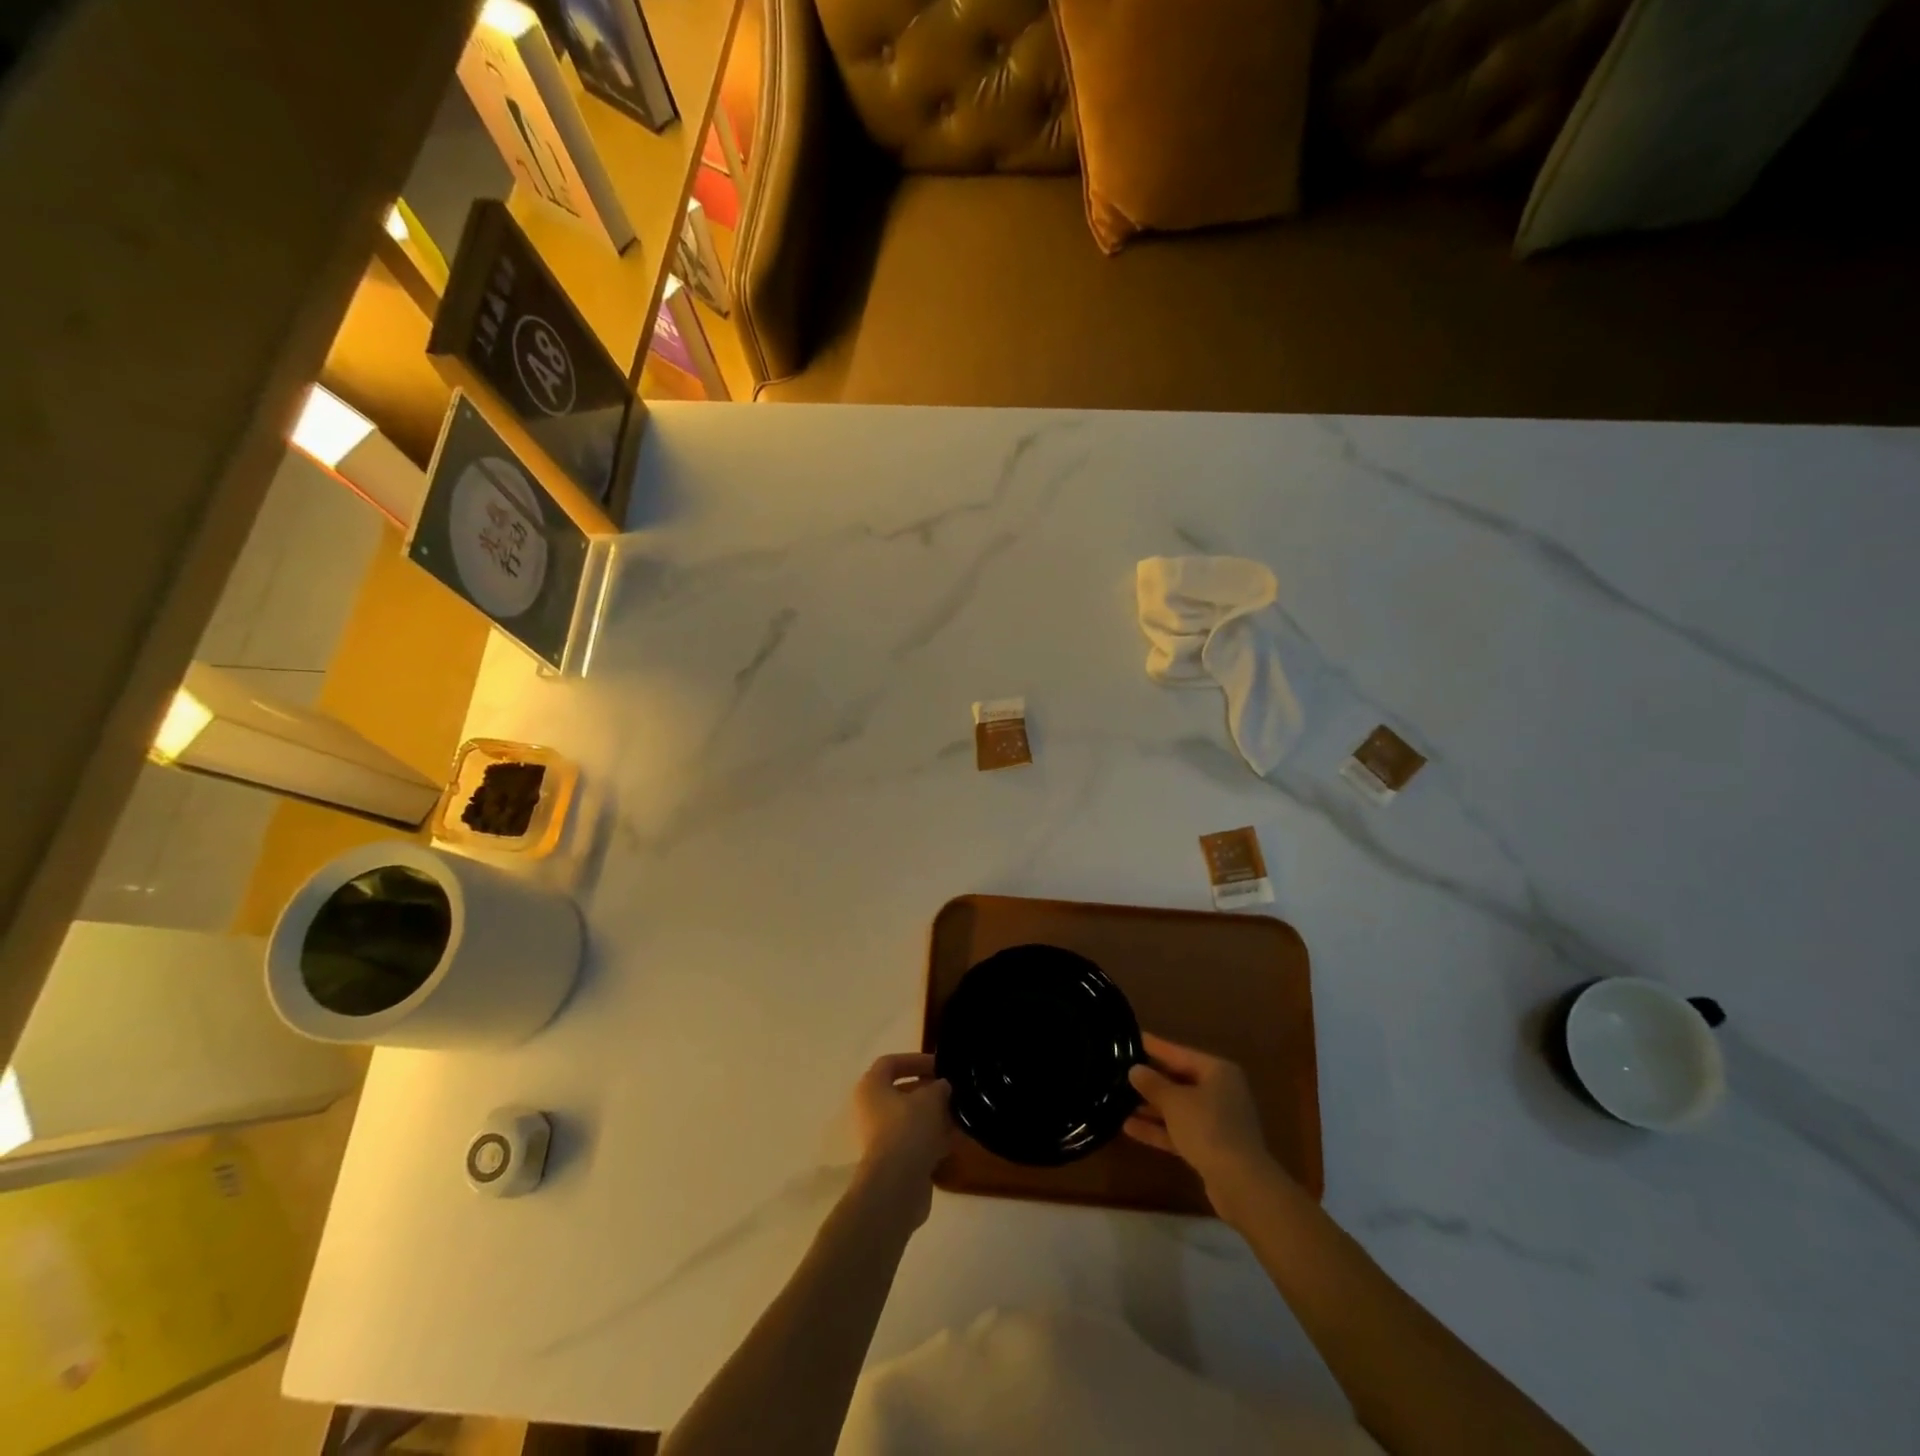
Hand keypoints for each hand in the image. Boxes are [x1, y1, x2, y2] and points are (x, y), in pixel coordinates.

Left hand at [851, 1053, 951, 1223]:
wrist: (897, 1186)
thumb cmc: (908, 1129)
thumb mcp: (931, 1098)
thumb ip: (939, 1087)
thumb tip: (942, 1086)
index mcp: (871, 1087)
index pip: (891, 1063)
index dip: (916, 1060)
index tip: (940, 1066)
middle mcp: (870, 1110)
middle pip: (901, 1092)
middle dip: (929, 1090)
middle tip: (952, 1091)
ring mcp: (880, 1138)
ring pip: (910, 1119)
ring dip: (934, 1116)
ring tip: (959, 1115)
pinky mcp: (892, 1162)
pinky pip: (914, 1142)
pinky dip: (932, 1139)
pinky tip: (955, 1139)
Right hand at [1126, 1034, 1279, 1206]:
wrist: (1241, 1183)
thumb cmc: (1208, 1128)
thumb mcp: (1174, 1101)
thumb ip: (1153, 1084)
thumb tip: (1135, 1070)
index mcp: (1217, 1071)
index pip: (1179, 1053)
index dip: (1154, 1047)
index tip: (1132, 1037)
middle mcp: (1220, 1091)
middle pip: (1180, 1080)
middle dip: (1151, 1080)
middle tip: (1120, 1070)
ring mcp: (1217, 1121)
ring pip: (1179, 1108)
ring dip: (1151, 1107)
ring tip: (1118, 1100)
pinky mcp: (1212, 1147)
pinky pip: (1181, 1130)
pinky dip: (1159, 1129)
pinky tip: (1129, 1127)